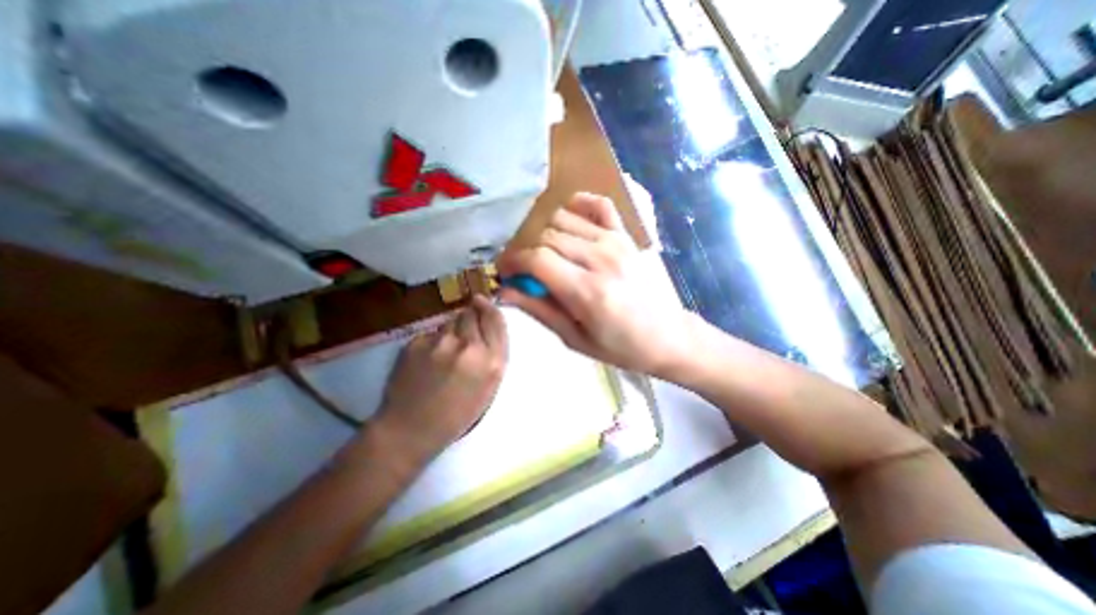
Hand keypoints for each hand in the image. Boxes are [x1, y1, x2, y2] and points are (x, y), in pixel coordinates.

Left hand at [373, 297, 508, 463]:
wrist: (410, 429)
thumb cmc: (456, 414)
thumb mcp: (488, 387)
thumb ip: (492, 355)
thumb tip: (484, 325)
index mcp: (492, 361)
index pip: (495, 319)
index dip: (489, 308)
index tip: (482, 301)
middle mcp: (469, 347)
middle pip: (472, 313)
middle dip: (470, 317)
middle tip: (463, 333)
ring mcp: (441, 343)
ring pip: (450, 320)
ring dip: (451, 329)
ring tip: (443, 352)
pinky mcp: (417, 342)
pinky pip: (431, 332)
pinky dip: (432, 340)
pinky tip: (426, 360)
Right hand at [499, 190, 702, 378]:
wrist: (667, 336)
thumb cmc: (619, 346)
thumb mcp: (573, 338)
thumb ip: (538, 309)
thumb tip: (504, 291)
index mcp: (586, 291)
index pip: (536, 259)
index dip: (513, 262)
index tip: (505, 272)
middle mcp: (600, 259)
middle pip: (546, 237)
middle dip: (528, 253)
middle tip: (528, 272)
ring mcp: (616, 242)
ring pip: (564, 218)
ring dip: (548, 235)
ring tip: (550, 255)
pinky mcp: (626, 235)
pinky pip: (599, 204)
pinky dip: (579, 205)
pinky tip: (572, 222)